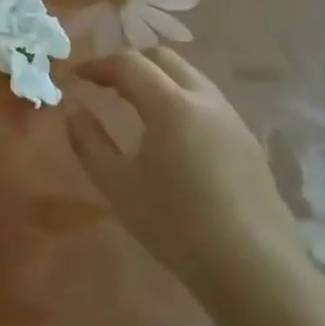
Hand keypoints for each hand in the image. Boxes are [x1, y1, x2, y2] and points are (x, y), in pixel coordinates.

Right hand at [68, 48, 298, 294]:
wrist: (252, 266)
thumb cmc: (174, 223)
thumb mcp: (117, 184)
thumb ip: (88, 140)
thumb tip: (73, 108)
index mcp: (171, 105)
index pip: (128, 63)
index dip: (97, 65)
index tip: (74, 78)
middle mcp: (205, 100)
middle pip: (164, 58)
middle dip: (129, 64)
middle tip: (103, 85)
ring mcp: (232, 118)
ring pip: (190, 77)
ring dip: (157, 79)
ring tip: (133, 106)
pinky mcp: (248, 141)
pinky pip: (208, 101)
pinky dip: (180, 99)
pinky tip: (170, 134)